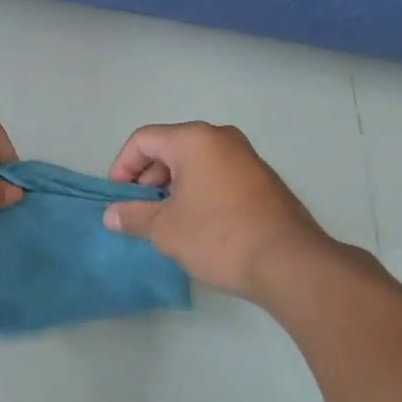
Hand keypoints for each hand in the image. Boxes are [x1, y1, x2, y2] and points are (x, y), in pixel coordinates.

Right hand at [103, 122, 349, 305]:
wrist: (290, 263)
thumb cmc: (219, 237)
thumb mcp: (166, 229)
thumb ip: (133, 216)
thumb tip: (111, 215)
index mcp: (194, 139)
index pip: (143, 140)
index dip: (122, 166)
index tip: (118, 198)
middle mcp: (221, 138)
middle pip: (170, 147)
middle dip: (147, 177)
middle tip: (139, 210)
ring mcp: (246, 157)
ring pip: (195, 162)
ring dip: (173, 186)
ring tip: (166, 221)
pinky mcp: (263, 180)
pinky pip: (218, 174)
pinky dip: (199, 190)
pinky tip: (197, 224)